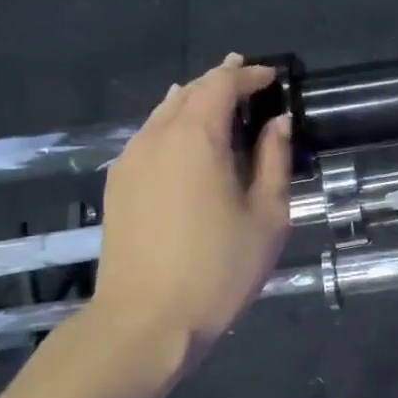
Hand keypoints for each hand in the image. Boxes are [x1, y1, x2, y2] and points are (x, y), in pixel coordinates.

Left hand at [88, 54, 291, 367]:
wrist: (146, 322)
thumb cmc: (219, 269)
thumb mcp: (267, 215)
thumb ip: (274, 160)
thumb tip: (278, 123)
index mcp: (197, 137)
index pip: (221, 84)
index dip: (249, 75)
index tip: (273, 78)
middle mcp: (157, 137)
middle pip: (189, 92)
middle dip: (221, 82)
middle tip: (251, 84)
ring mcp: (130, 161)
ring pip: (163, 112)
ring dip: (195, 101)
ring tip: (221, 103)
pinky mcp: (118, 185)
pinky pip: (148, 136)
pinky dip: (173, 124)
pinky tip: (187, 139)